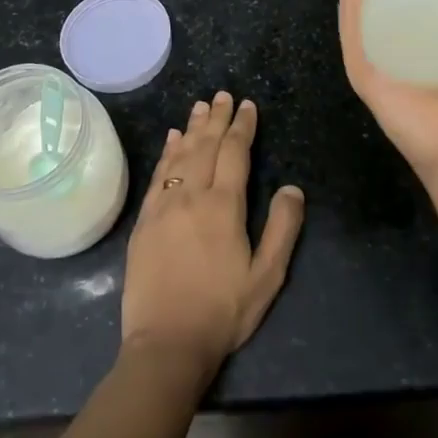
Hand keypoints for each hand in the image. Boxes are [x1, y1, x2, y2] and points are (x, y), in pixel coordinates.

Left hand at [121, 92, 304, 382]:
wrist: (166, 343)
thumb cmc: (223, 311)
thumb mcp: (267, 276)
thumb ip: (282, 229)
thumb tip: (293, 188)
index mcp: (223, 206)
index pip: (234, 153)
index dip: (242, 127)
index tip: (247, 105)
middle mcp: (191, 196)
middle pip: (204, 146)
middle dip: (216, 118)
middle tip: (222, 94)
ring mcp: (163, 206)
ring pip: (179, 155)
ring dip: (191, 128)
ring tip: (199, 106)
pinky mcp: (144, 221)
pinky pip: (157, 175)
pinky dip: (166, 153)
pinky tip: (171, 140)